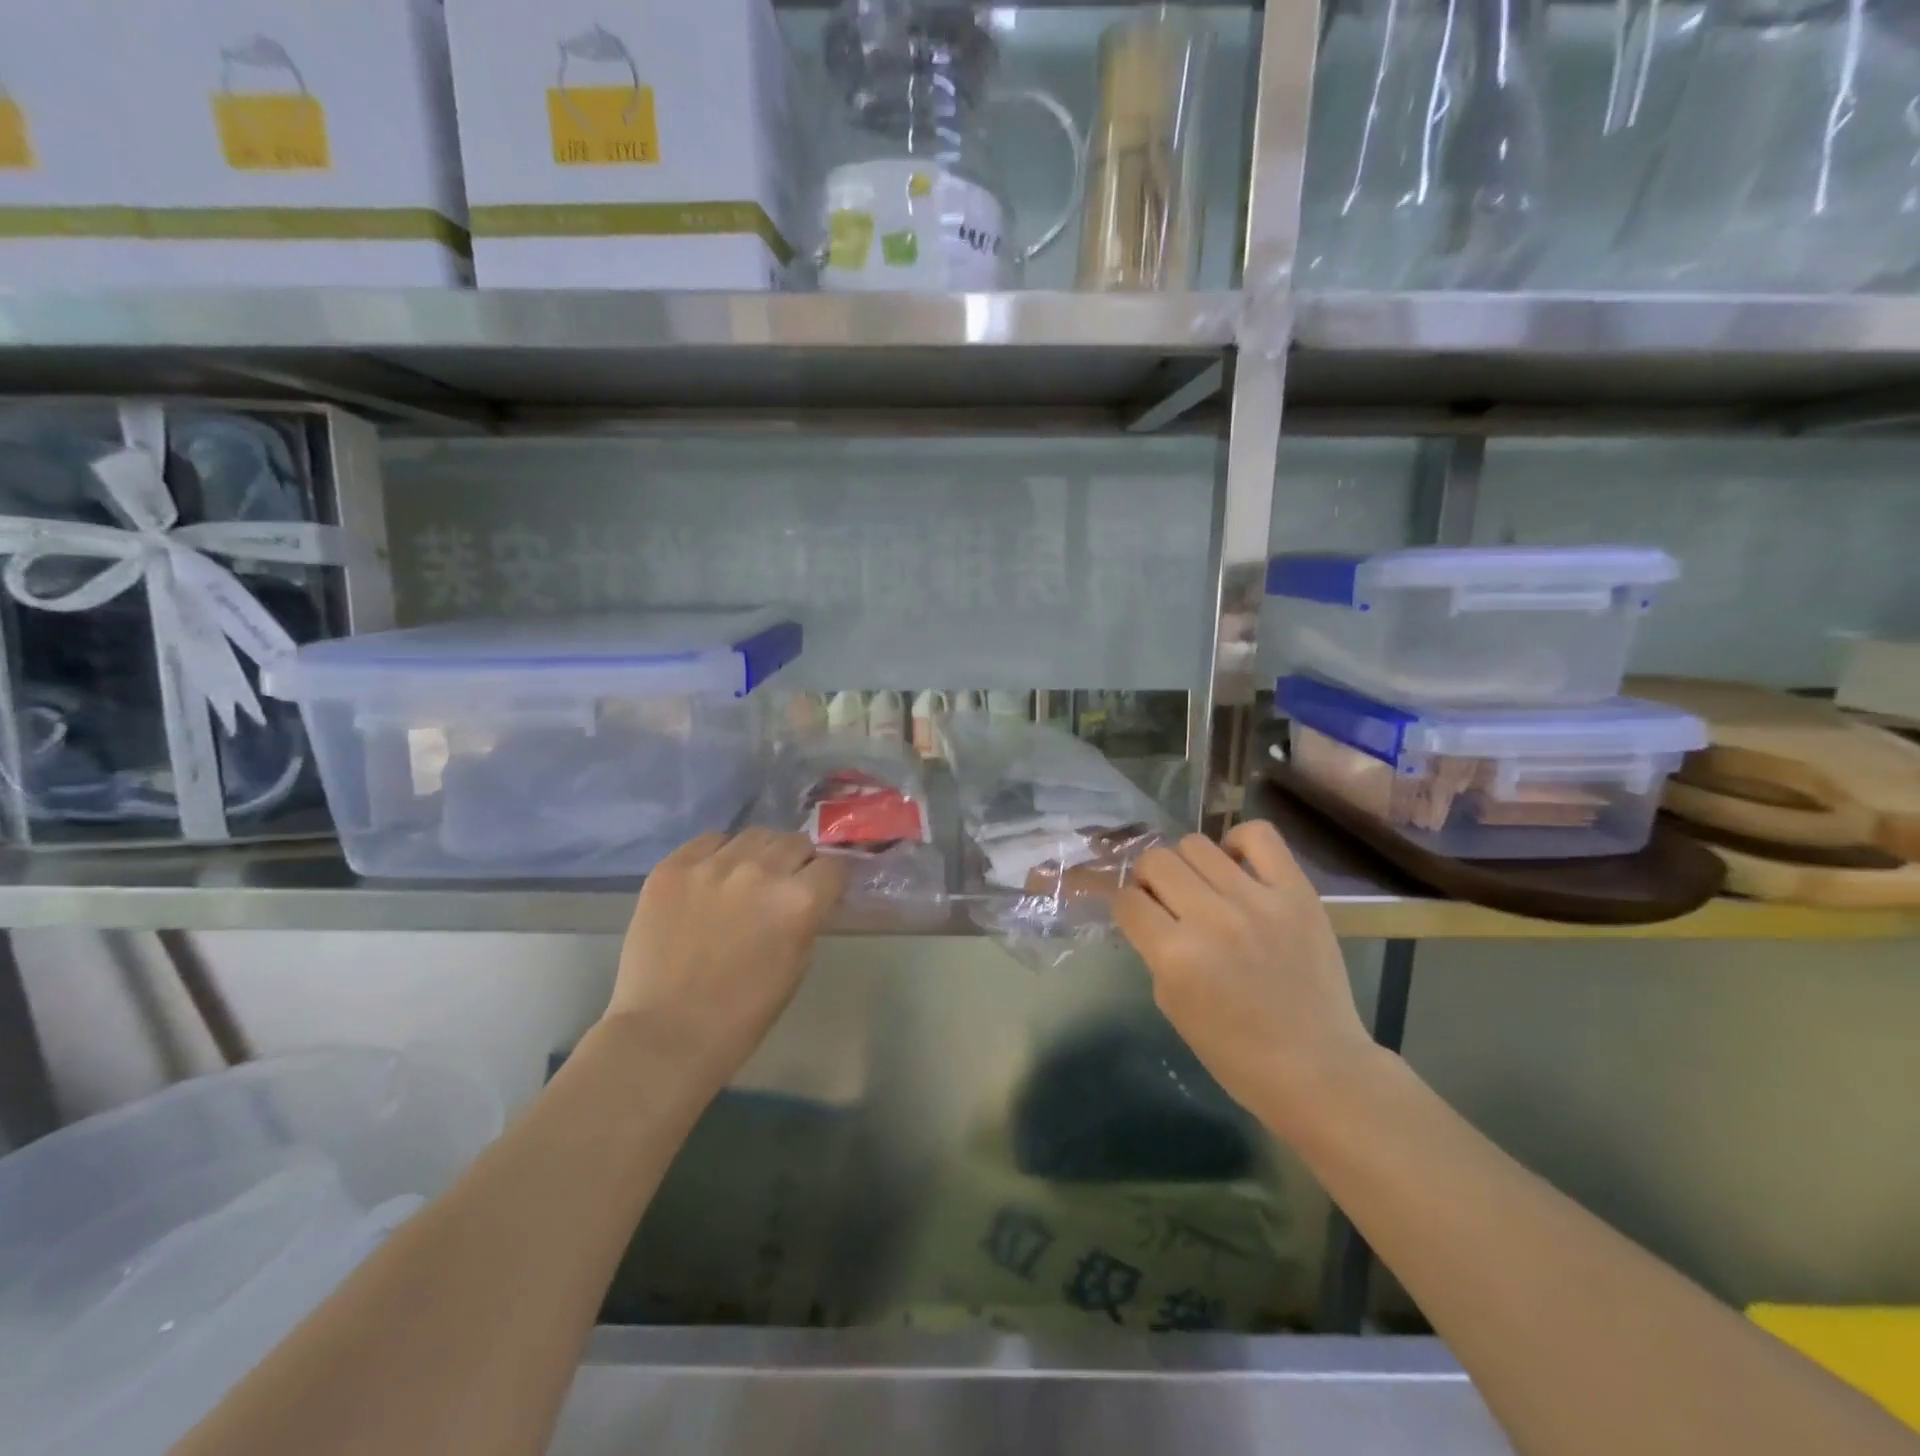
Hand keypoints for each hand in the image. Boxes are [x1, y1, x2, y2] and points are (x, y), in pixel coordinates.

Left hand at [604, 829, 847, 1100]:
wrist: (666, 1034)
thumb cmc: (742, 1014)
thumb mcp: (796, 966)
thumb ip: (807, 920)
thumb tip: (808, 897)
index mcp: (799, 900)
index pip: (832, 866)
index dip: (829, 880)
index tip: (821, 891)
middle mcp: (760, 871)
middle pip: (794, 842)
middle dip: (797, 862)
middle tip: (783, 884)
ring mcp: (712, 865)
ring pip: (753, 835)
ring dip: (759, 853)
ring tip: (745, 878)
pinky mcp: (673, 867)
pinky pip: (707, 841)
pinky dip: (717, 854)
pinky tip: (710, 879)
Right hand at [1114, 822, 1376, 1136]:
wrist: (1317, 1068)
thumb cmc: (1235, 1051)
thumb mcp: (1172, 1004)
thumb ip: (1155, 950)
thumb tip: (1150, 912)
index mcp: (1176, 955)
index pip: (1127, 900)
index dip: (1127, 908)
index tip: (1139, 917)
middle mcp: (1211, 918)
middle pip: (1156, 862)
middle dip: (1150, 879)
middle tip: (1167, 900)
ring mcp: (1257, 900)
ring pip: (1196, 844)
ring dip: (1188, 865)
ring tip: (1203, 886)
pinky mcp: (1296, 892)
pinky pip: (1259, 834)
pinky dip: (1239, 841)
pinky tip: (1237, 866)